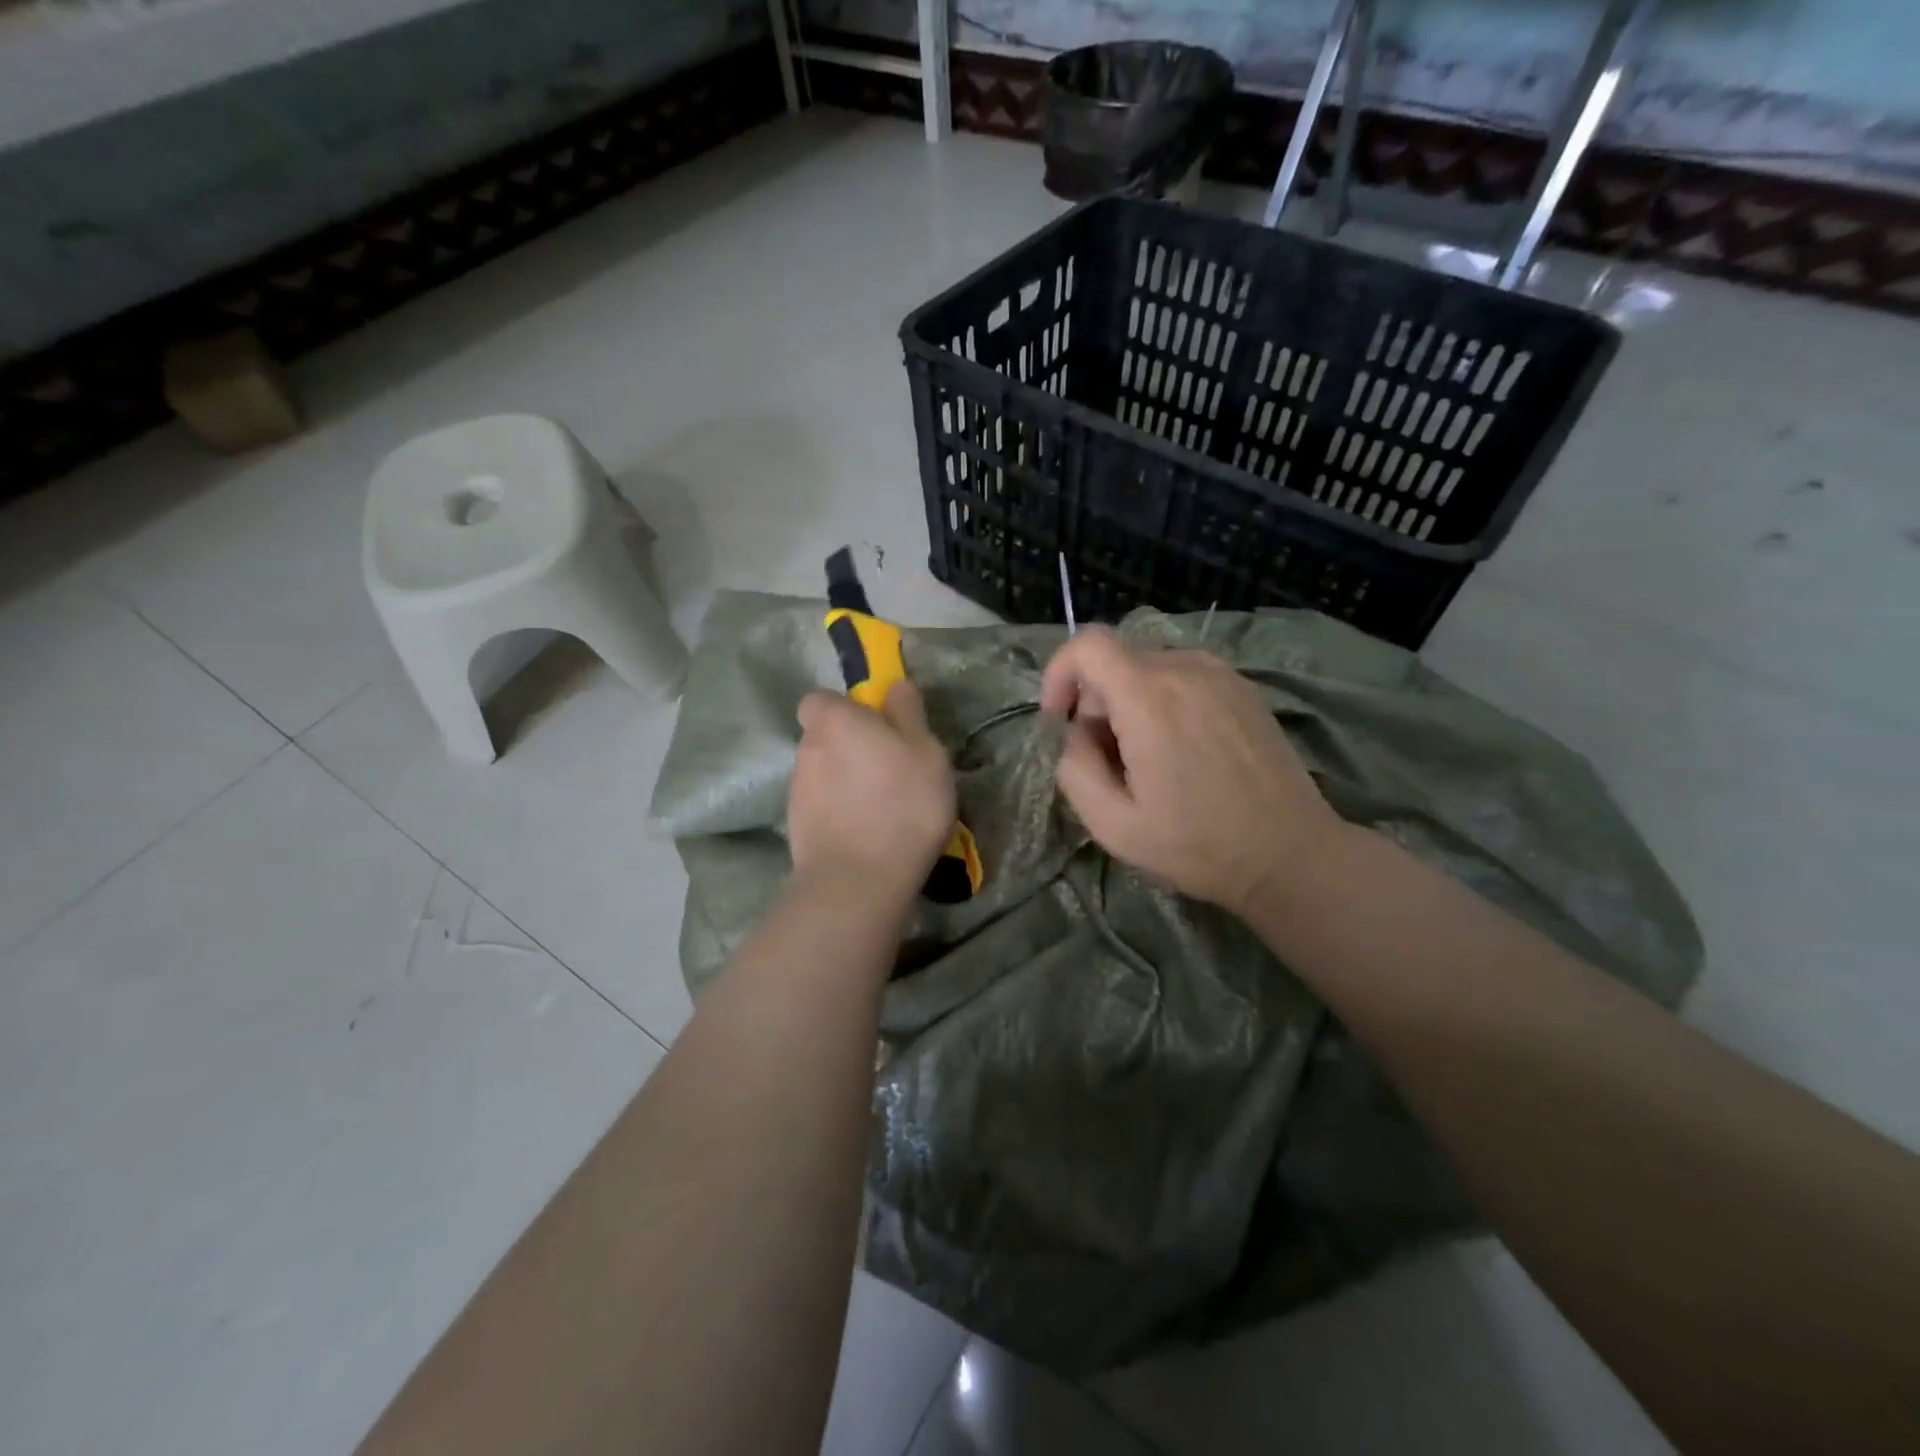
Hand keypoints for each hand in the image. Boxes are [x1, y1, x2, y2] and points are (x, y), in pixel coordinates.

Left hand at [789, 681, 956, 904]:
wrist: (858, 881)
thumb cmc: (902, 804)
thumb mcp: (925, 751)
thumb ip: (907, 713)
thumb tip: (895, 686)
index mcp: (834, 721)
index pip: (821, 699)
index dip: (846, 710)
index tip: (877, 727)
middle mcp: (807, 749)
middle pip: (825, 737)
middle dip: (851, 747)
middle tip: (891, 769)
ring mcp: (797, 791)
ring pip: (824, 774)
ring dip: (846, 782)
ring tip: (883, 808)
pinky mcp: (797, 828)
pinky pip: (822, 807)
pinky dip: (840, 813)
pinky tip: (868, 834)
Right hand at [1040, 629, 1343, 917]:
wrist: (1290, 855)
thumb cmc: (1197, 845)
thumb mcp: (1112, 825)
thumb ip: (1074, 768)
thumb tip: (1076, 735)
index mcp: (1149, 697)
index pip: (1087, 645)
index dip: (1059, 675)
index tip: (1061, 721)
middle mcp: (1186, 669)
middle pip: (1116, 661)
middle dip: (1096, 704)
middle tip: (1108, 761)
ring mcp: (1221, 674)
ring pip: (1148, 669)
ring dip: (1129, 704)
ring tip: (1147, 761)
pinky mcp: (1243, 688)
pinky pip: (1182, 677)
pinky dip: (1163, 702)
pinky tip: (1182, 752)